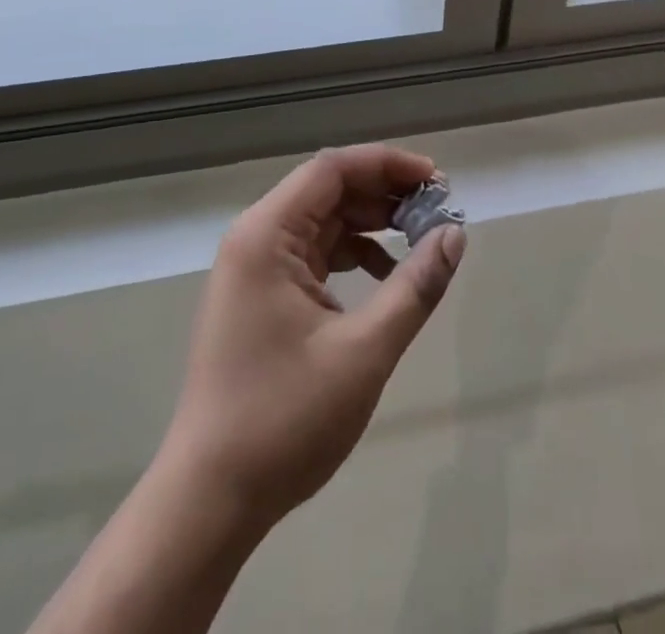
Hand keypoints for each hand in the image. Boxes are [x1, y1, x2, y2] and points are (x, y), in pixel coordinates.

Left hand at [160, 144, 466, 529]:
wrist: (209, 500)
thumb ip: (414, 287)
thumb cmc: (284, 419)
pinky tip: (386, 277)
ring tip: (421, 237)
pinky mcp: (261, 297)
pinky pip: (314, 255)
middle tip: (436, 211)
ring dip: (371, 224)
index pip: (332, 169)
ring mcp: (255, 269)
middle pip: (327, 190)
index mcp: (267, 235)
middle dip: (384, 194)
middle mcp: (256, 239)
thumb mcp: (363, 351)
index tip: (436, 180)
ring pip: (322, 222)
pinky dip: (352, 255)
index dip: (387, 165)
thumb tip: (454, 234)